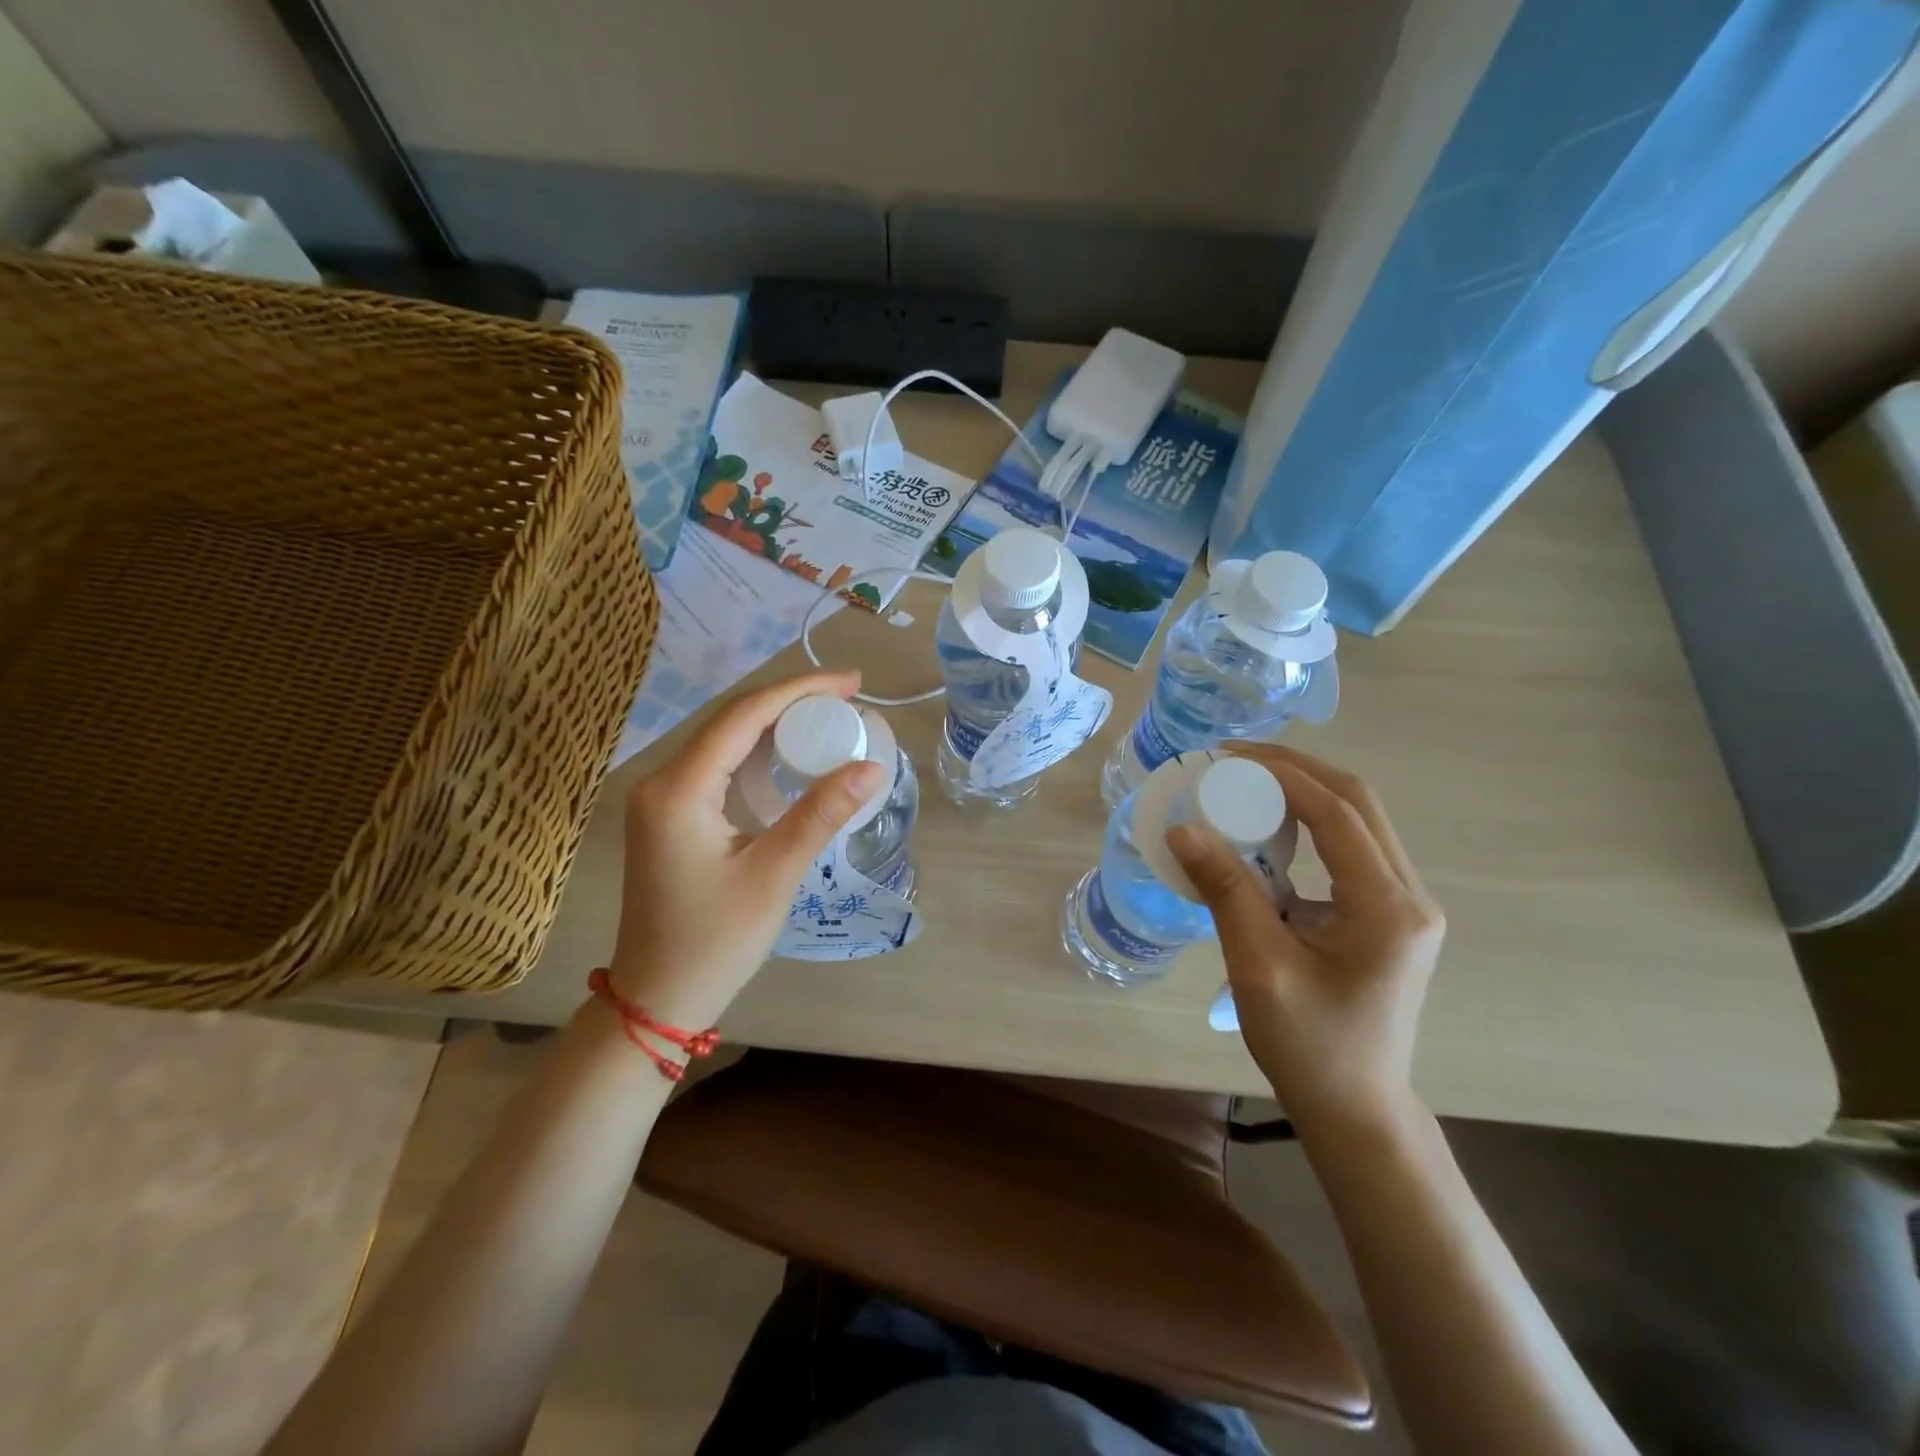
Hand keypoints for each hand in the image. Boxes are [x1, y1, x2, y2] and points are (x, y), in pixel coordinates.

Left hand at [607, 671, 885, 1027]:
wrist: (656, 998)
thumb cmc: (714, 942)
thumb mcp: (774, 875)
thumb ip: (820, 814)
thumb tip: (872, 767)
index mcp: (678, 789)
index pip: (744, 715)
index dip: (800, 690)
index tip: (851, 682)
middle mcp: (661, 781)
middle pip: (731, 719)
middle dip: (790, 701)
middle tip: (848, 697)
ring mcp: (660, 798)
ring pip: (724, 740)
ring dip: (775, 724)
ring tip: (829, 717)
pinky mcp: (669, 815)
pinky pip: (717, 765)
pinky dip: (757, 753)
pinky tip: (790, 755)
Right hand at [1167, 744, 1444, 1131]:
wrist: (1356, 1109)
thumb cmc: (1308, 1045)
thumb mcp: (1259, 967)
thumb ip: (1226, 891)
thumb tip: (1182, 828)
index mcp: (1388, 908)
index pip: (1338, 813)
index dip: (1283, 775)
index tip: (1228, 757)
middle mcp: (1409, 896)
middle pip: (1358, 803)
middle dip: (1296, 770)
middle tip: (1235, 759)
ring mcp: (1404, 905)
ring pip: (1358, 821)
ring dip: (1303, 793)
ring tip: (1245, 781)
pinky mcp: (1388, 915)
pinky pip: (1350, 849)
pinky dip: (1308, 825)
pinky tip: (1267, 829)